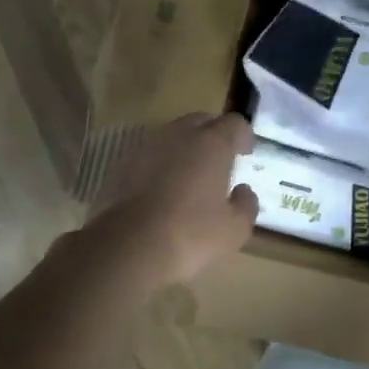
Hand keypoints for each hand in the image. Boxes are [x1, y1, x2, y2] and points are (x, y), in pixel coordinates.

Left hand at [84, 114, 258, 288]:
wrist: (129, 246)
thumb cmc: (191, 234)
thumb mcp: (235, 229)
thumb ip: (246, 204)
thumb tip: (243, 191)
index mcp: (212, 144)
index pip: (234, 123)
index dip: (243, 135)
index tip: (246, 152)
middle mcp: (179, 135)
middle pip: (201, 122)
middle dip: (212, 135)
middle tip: (219, 160)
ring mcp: (146, 147)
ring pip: (172, 136)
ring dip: (184, 148)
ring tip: (189, 175)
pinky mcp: (122, 165)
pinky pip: (149, 156)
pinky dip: (160, 165)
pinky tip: (162, 190)